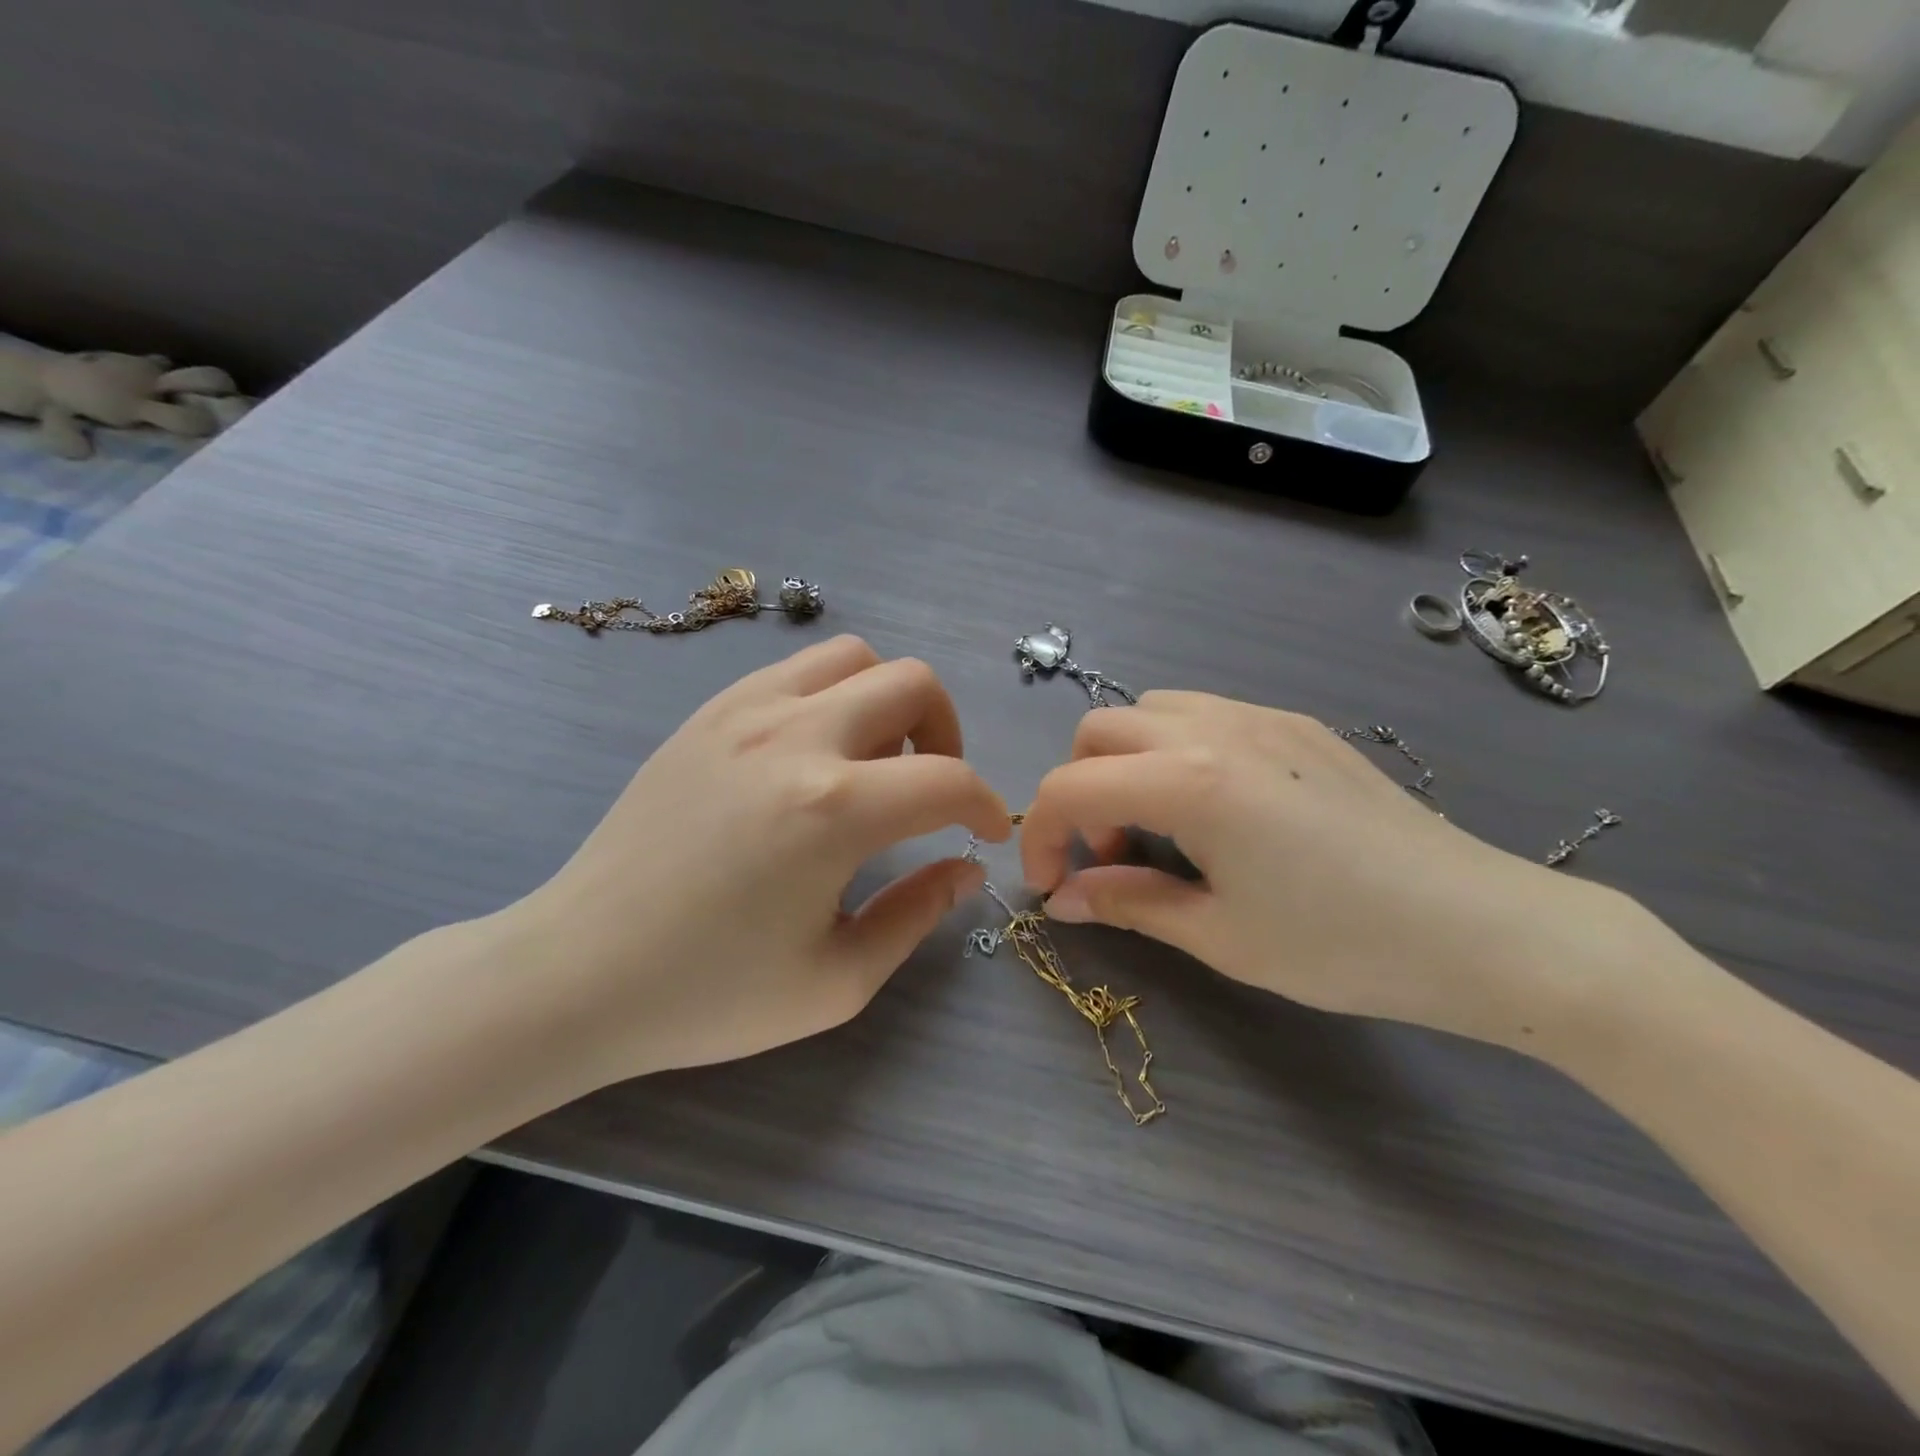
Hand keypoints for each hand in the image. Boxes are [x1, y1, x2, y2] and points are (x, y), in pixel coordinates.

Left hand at [505, 636, 1006, 1082]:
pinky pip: (795, 670)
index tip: (985, 832)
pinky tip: (814, 753)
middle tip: (931, 788)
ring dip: (887, 701)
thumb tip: (965, 869)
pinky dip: (831, 695)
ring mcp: (745, 712)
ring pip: (854, 657)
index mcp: (834, 811)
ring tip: (873, 761)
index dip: (986, 805)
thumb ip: (916, 915)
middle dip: (947, 734)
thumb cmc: (709, 992)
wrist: (578, 970)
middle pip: (913, 682)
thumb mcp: (836, 980)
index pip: (949, 779)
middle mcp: (796, 738)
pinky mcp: (709, 713)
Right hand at [1020, 692, 1622, 1047]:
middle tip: (1111, 856)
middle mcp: (1216, 728)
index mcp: (1191, 782)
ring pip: (1150, 710)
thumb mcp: (1221, 936)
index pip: (1070, 788)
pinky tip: (1216, 808)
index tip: (1054, 888)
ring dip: (1127, 762)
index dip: (1040, 838)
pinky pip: (1204, 713)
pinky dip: (1175, 749)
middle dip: (1080, 790)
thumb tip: (1065, 899)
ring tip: (1160, 827)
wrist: (1485, 928)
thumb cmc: (1344, 945)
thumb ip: (1130, 903)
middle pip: (1099, 731)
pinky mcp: (1298, 724)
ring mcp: (1262, 717)